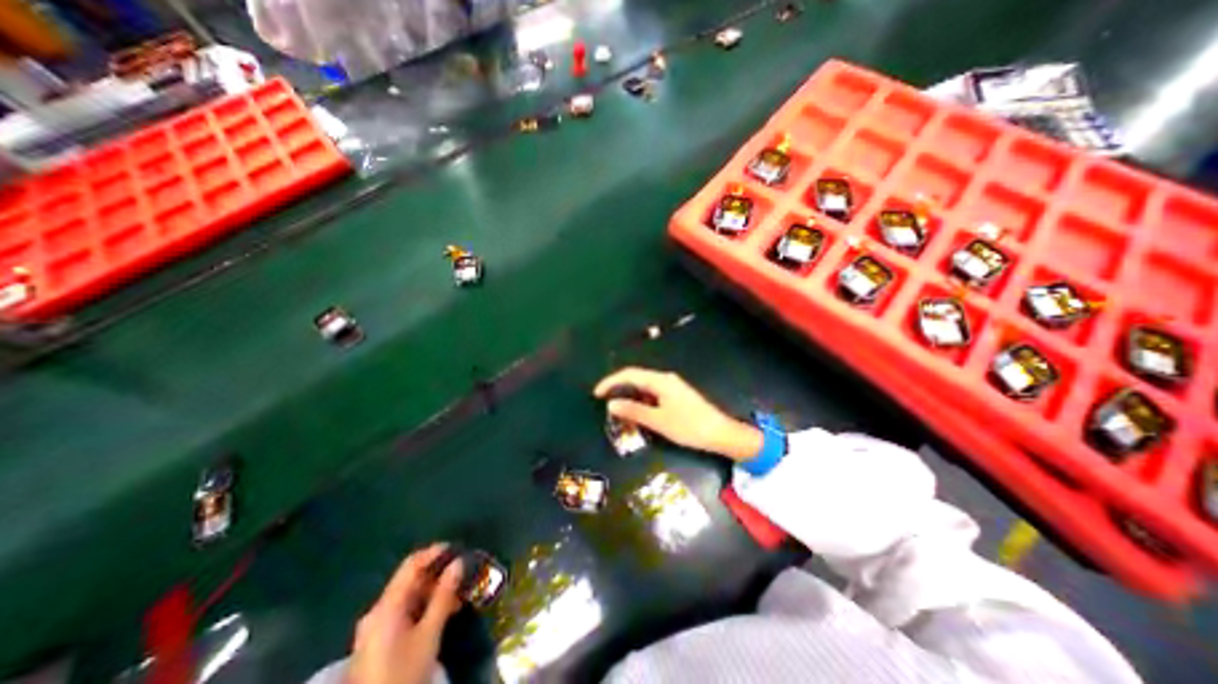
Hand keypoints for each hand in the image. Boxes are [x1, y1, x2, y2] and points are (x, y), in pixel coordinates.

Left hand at [354, 548, 467, 683]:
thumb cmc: (403, 672)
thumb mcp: (429, 633)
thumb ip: (444, 595)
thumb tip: (458, 562)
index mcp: (386, 605)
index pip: (412, 564)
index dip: (435, 552)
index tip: (458, 548)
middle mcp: (377, 611)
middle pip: (410, 580)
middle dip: (438, 575)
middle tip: (463, 574)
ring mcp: (375, 627)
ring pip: (409, 597)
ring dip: (434, 592)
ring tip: (459, 595)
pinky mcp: (377, 642)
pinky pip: (404, 612)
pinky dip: (424, 607)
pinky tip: (443, 612)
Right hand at [592, 366, 757, 461]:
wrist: (720, 433)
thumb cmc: (689, 426)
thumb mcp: (659, 421)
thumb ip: (634, 411)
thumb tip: (611, 404)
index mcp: (660, 381)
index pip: (630, 374)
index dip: (611, 381)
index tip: (596, 393)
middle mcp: (665, 379)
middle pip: (636, 378)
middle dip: (619, 388)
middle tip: (604, 401)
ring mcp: (672, 387)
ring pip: (645, 387)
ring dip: (630, 396)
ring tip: (617, 410)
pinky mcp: (676, 396)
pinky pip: (653, 394)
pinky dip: (641, 401)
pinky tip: (637, 413)